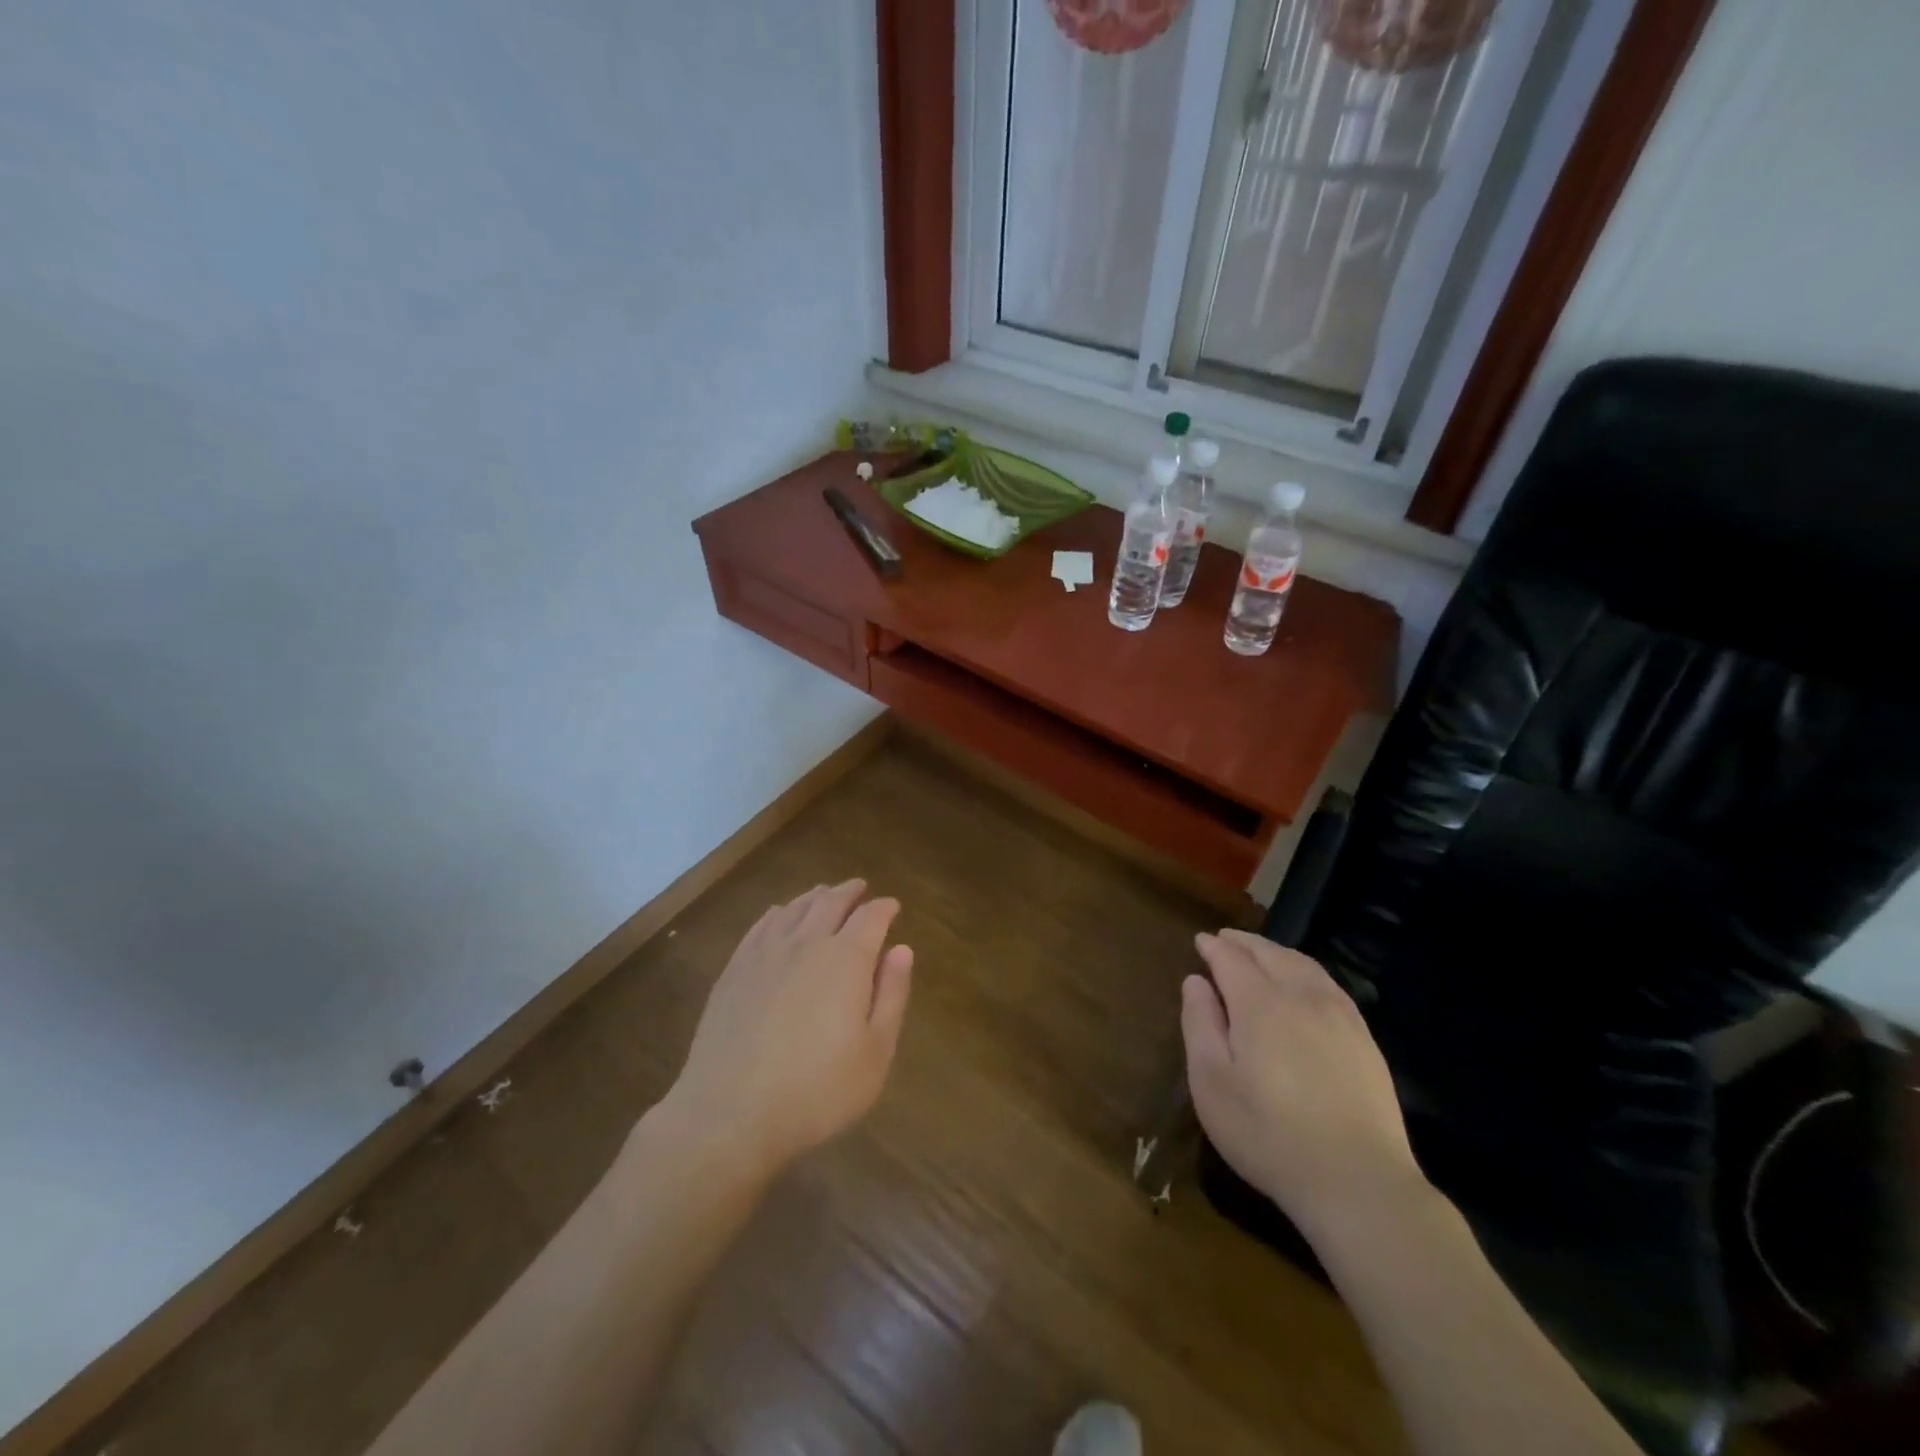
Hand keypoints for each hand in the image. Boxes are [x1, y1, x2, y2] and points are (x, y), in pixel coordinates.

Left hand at [661, 879, 912, 1178]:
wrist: (729, 1115)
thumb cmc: (816, 1091)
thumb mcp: (875, 1053)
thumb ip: (891, 995)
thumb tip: (902, 949)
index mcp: (846, 959)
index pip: (871, 917)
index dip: (884, 908)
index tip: (892, 907)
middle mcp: (805, 943)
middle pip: (830, 902)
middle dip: (849, 892)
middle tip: (860, 888)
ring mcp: (764, 954)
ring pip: (794, 908)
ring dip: (815, 896)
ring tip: (824, 894)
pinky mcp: (734, 970)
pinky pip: (761, 925)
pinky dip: (779, 912)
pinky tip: (780, 915)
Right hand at [1182, 930, 1423, 1228]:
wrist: (1357, 1181)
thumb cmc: (1268, 1133)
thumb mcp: (1211, 1082)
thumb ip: (1200, 1023)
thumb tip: (1195, 981)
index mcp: (1260, 1003)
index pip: (1232, 959)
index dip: (1214, 947)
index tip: (1200, 941)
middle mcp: (1301, 996)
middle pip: (1270, 953)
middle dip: (1244, 942)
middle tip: (1225, 939)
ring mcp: (1339, 1016)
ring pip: (1303, 965)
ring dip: (1276, 952)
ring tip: (1259, 953)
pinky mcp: (1364, 1039)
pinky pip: (1329, 985)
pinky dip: (1305, 970)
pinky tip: (1302, 983)